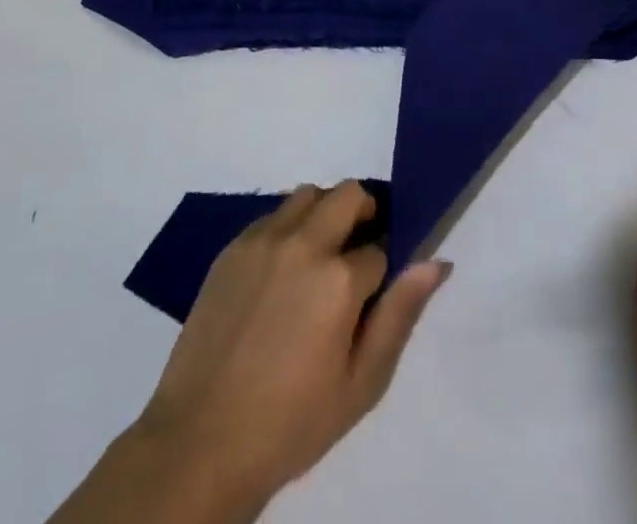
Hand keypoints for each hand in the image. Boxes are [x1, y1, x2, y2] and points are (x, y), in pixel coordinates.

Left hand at [53, 181, 449, 523]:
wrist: (200, 442)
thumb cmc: (291, 422)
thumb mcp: (361, 383)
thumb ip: (400, 314)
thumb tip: (436, 262)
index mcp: (340, 278)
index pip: (381, 247)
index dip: (385, 266)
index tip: (377, 288)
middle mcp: (303, 243)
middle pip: (348, 194)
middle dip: (363, 213)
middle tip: (357, 254)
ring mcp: (263, 241)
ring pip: (308, 195)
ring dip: (324, 213)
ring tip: (319, 258)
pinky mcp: (232, 248)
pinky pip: (272, 214)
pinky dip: (289, 227)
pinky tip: (281, 271)